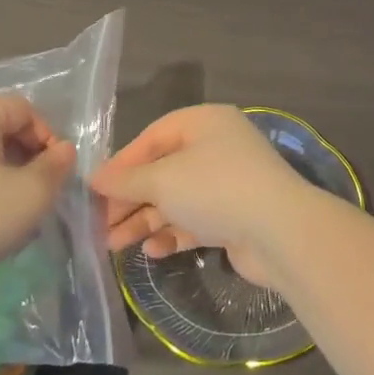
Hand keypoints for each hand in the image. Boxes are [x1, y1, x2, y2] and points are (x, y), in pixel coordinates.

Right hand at [92, 105, 314, 286]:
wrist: (279, 231)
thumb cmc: (216, 189)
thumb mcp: (164, 179)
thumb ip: (127, 180)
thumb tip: (95, 179)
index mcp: (205, 122)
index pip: (153, 137)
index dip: (122, 164)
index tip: (93, 192)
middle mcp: (218, 147)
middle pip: (163, 170)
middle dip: (131, 199)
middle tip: (100, 226)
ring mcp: (229, 182)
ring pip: (177, 199)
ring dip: (145, 220)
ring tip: (114, 246)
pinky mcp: (235, 216)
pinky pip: (195, 221)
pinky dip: (173, 233)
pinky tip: (153, 251)